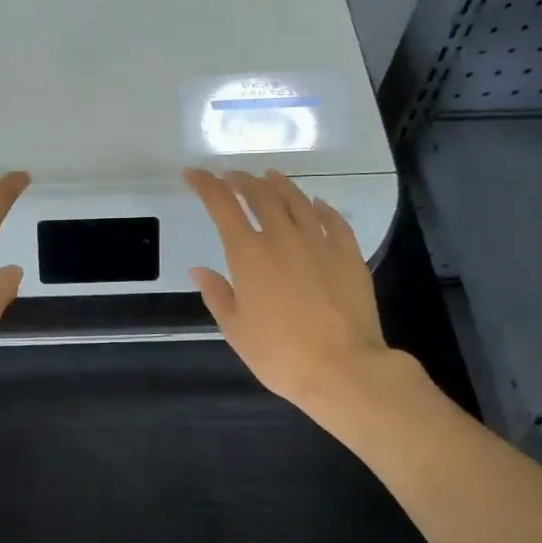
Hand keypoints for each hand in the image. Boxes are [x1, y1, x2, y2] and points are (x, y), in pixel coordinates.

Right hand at [184, 167, 424, 421]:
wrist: (343, 369)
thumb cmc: (280, 354)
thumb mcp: (235, 330)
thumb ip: (217, 294)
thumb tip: (199, 270)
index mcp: (248, 254)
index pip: (221, 205)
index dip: (205, 184)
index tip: (192, 174)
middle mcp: (283, 238)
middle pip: (260, 195)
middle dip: (242, 180)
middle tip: (232, 177)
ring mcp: (320, 243)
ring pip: (297, 200)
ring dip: (279, 185)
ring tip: (270, 177)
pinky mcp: (349, 255)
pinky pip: (333, 220)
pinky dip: (321, 207)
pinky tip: (317, 204)